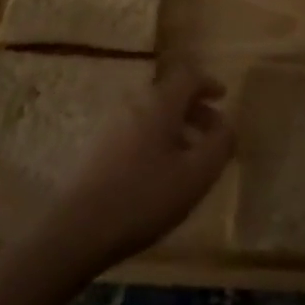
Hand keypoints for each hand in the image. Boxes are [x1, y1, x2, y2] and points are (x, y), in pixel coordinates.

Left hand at [36, 64, 234, 274]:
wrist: (75, 230)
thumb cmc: (143, 198)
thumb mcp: (195, 176)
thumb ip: (219, 146)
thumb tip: (228, 125)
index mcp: (160, 102)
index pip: (188, 75)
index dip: (208, 83)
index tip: (222, 98)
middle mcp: (134, 102)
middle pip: (169, 92)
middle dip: (194, 109)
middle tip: (211, 134)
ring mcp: (111, 123)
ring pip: (152, 112)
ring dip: (175, 126)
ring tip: (188, 159)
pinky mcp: (97, 146)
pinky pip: (135, 128)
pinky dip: (155, 138)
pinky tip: (158, 173)